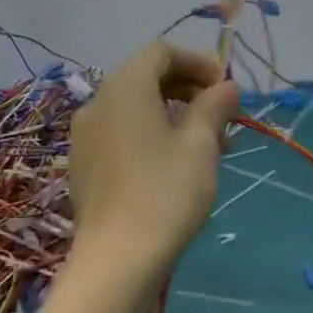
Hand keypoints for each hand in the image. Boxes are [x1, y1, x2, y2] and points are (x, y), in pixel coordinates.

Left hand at [68, 42, 241, 272]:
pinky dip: (152, 135)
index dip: (198, 62)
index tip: (226, 89)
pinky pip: (122, 133)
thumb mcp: (201, 145)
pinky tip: (176, 166)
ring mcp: (85, 136)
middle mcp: (97, 103)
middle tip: (223, 117)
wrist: (118, 260)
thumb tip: (227, 87)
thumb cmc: (165, 192)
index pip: (161, 52)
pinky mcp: (84, 165)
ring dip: (174, 114)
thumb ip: (214, 106)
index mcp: (124, 88)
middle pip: (147, 77)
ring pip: (136, 108)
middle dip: (189, 89)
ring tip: (208, 147)